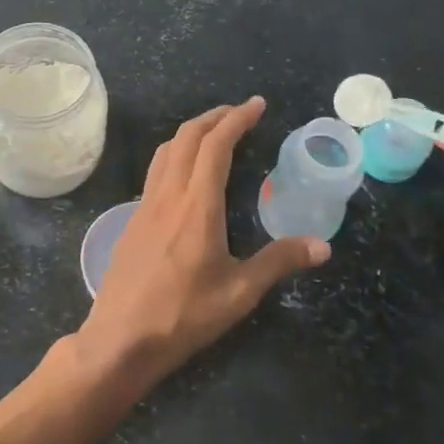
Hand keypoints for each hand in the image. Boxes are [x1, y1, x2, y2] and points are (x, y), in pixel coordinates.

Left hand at [77, 97, 327, 391]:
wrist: (119, 339)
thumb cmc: (183, 315)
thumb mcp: (239, 293)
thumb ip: (279, 262)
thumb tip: (323, 245)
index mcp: (197, 205)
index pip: (216, 145)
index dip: (237, 118)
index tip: (257, 104)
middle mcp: (168, 195)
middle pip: (186, 137)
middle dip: (214, 117)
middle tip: (239, 113)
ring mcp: (144, 206)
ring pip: (165, 152)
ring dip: (190, 133)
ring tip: (213, 134)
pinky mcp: (132, 221)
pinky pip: (155, 172)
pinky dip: (175, 156)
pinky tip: (186, 177)